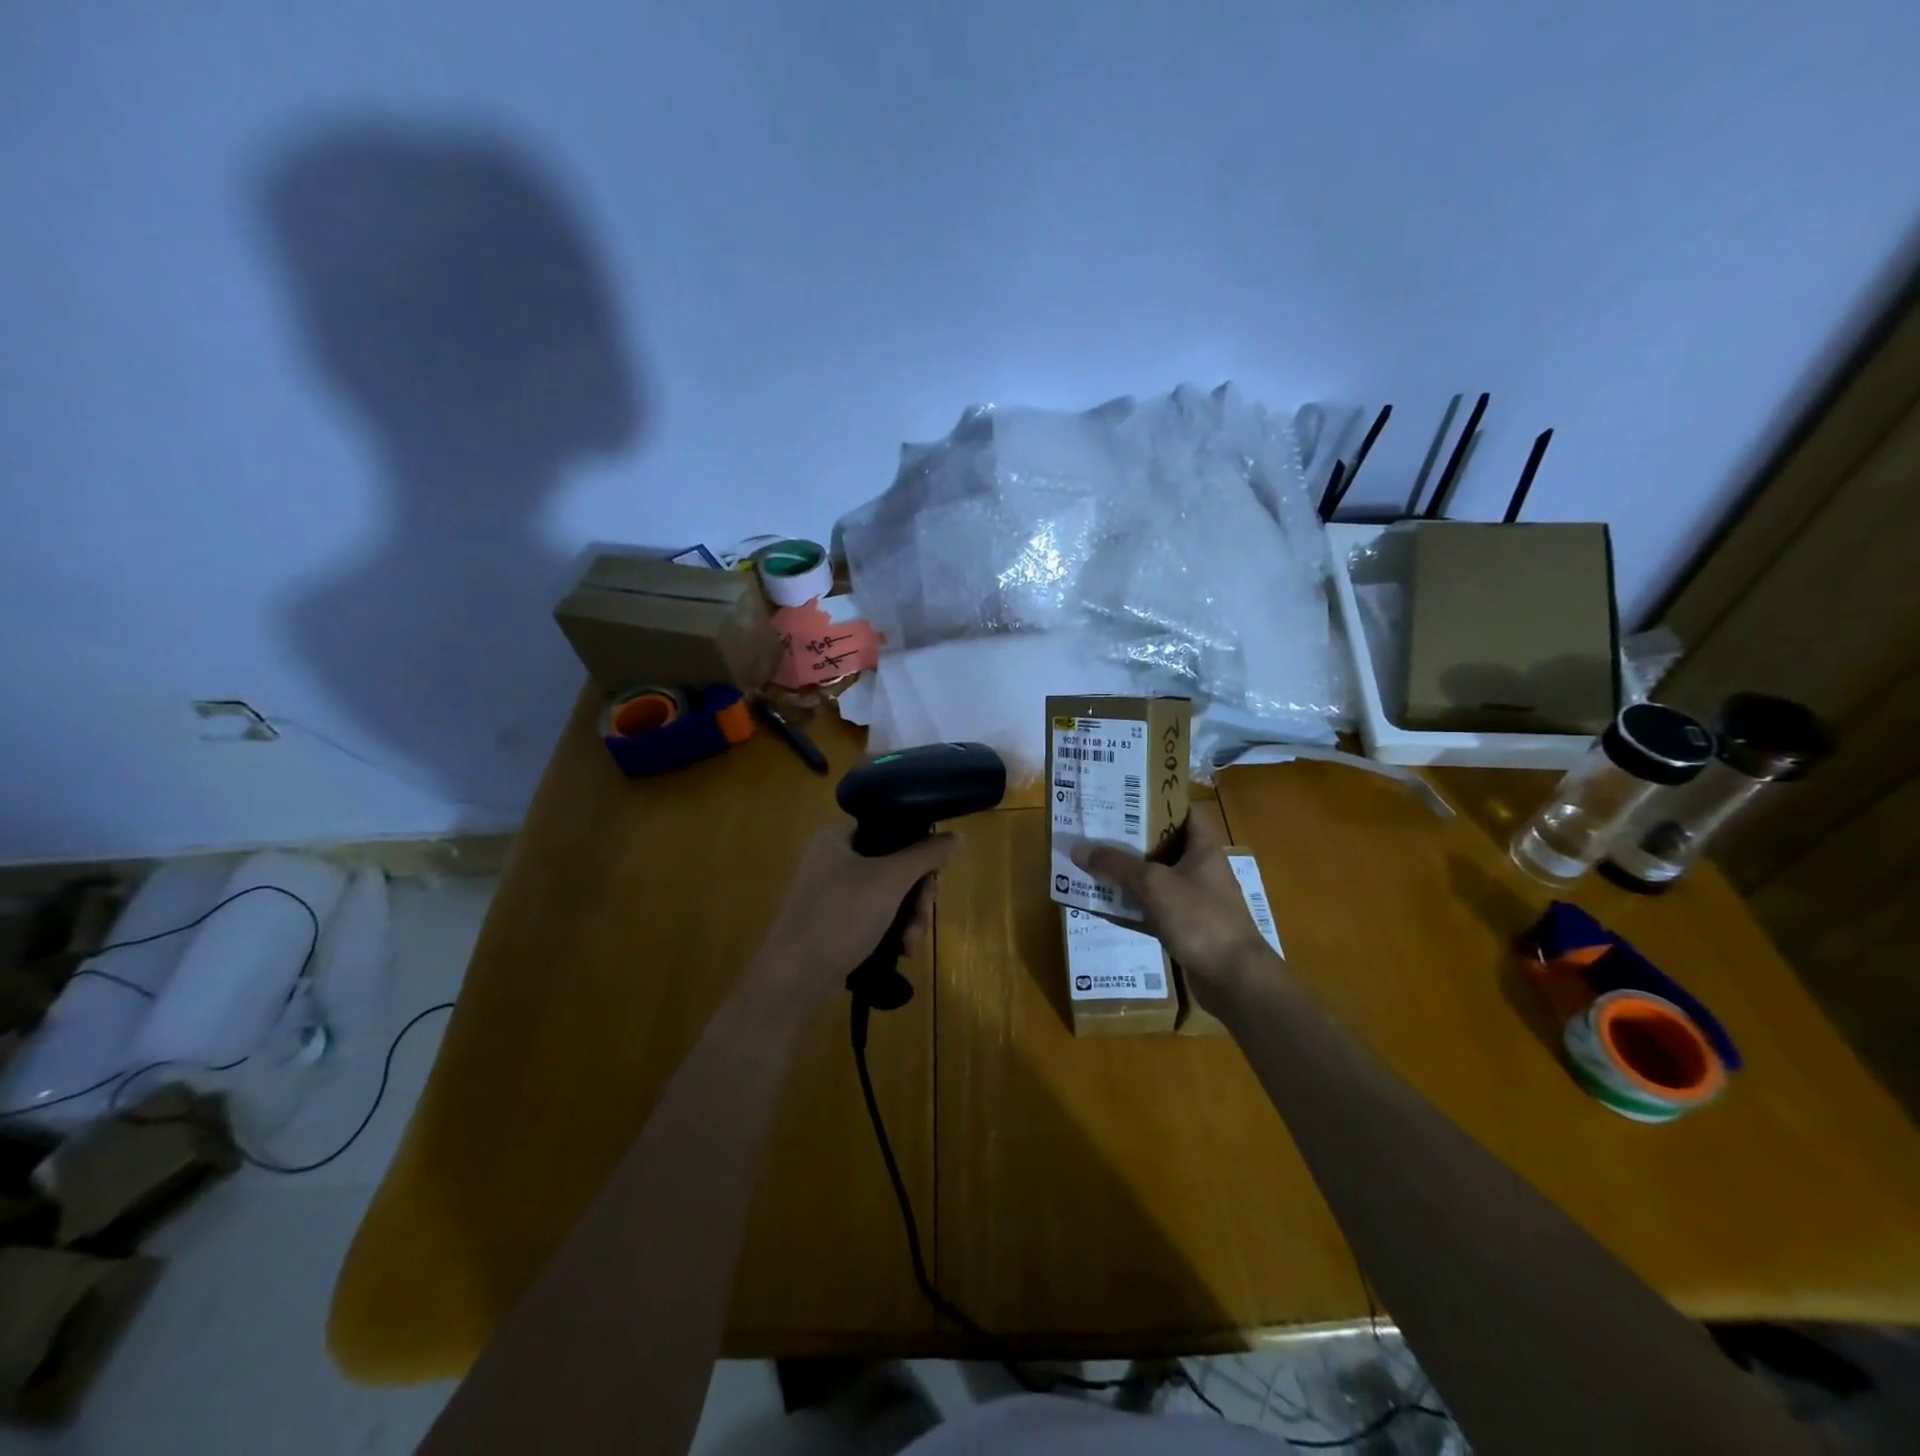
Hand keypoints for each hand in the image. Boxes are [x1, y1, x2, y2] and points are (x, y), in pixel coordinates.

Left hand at [756, 830, 959, 997]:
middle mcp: (833, 861)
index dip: (918, 851)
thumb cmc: (840, 917)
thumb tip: (957, 837)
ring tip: (911, 944)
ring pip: (889, 897)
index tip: (932, 877)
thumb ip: (926, 855)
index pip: (890, 831)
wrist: (794, 979)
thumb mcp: (890, 880)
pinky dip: (893, 932)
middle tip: (922, 918)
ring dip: (909, 919)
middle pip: (895, 867)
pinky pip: (876, 918)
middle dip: (916, 897)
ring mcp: (833, 895)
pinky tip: (902, 952)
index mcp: (836, 839)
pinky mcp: (836, 925)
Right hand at [1072, 812, 1277, 1000]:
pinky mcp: (1186, 928)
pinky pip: (1152, 909)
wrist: (1234, 980)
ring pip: (1154, 878)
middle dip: (1129, 839)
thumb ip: (1116, 864)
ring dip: (1127, 874)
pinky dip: (1131, 906)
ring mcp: (1194, 900)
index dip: (1156, 801)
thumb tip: (1078, 849)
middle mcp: (1200, 869)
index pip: (1182, 811)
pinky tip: (1103, 905)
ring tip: (1091, 863)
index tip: (1123, 798)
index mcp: (1203, 847)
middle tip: (1095, 829)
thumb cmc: (1200, 918)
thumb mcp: (1153, 884)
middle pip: (1162, 844)